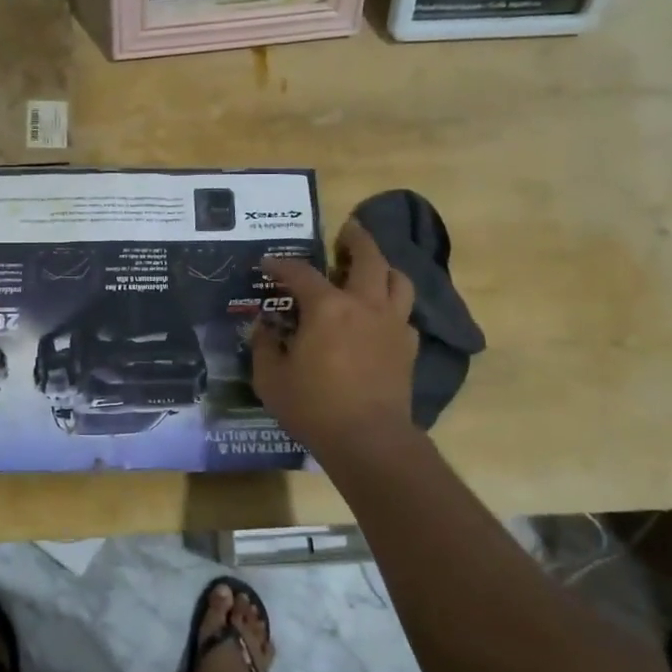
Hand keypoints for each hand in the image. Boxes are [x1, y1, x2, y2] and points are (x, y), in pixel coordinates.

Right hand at [253, 219, 418, 454]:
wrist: (368, 440)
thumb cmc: (313, 407)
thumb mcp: (270, 378)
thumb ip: (264, 346)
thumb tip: (264, 327)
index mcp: (327, 308)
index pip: (301, 273)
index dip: (281, 265)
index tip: (267, 263)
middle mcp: (364, 305)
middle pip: (368, 257)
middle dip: (356, 239)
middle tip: (347, 230)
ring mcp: (392, 324)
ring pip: (397, 280)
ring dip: (383, 267)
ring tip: (370, 267)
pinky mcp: (407, 347)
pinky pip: (404, 314)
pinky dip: (392, 305)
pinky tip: (379, 316)